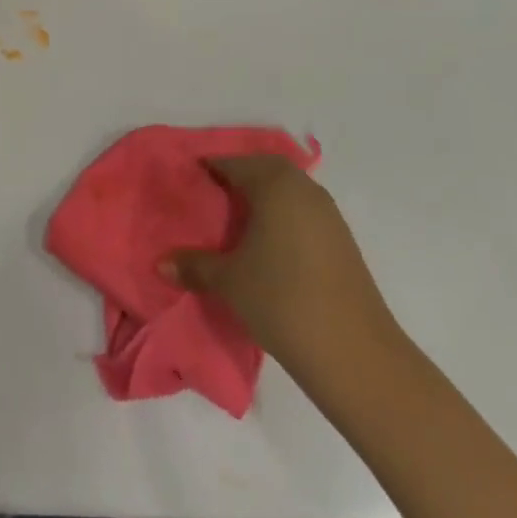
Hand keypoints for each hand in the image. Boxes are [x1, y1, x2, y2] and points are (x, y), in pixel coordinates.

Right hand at [170, 156, 405, 377]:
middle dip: (237, 178)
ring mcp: (328, 214)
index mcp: (274, 184)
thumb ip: (194, 266)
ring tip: (236, 223)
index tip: (187, 182)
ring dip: (263, 198)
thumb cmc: (282, 301)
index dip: (208, 169)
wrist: (356, 354)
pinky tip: (269, 246)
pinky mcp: (342, 241)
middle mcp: (303, 188)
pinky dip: (283, 217)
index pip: (232, 163)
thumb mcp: (229, 282)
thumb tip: (160, 262)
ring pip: (287, 190)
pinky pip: (303, 212)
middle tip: (210, 198)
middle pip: (263, 170)